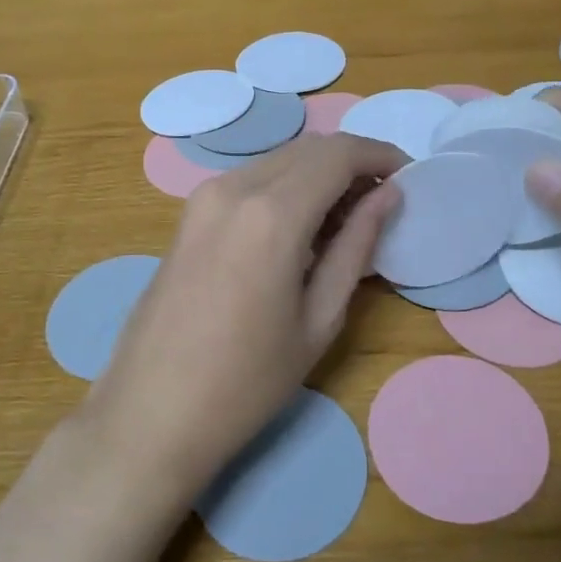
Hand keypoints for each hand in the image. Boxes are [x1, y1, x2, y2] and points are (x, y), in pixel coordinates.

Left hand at [83, 132, 404, 500]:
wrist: (152, 412)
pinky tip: (301, 229)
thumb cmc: (247, 380)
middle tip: (383, 200)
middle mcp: (234, 187)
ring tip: (346, 220)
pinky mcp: (189, 214)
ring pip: (278, 161)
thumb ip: (356, 246)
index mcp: (272, 213)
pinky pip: (250, 180)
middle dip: (352, 162)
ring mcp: (203, 197)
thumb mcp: (319, 318)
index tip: (408, 173)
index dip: (379, 154)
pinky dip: (286, 188)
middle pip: (308, 149)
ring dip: (318, 174)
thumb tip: (388, 195)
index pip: (338, 154)